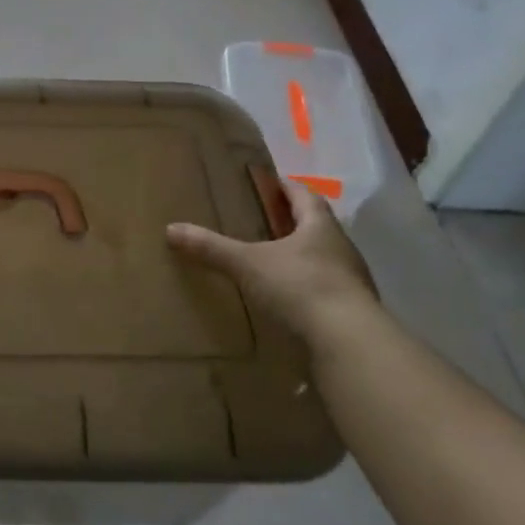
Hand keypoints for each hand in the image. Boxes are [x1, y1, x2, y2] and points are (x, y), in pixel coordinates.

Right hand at [167, 181, 377, 343]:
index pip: (305, 196)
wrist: (349, 342)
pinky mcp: (352, 312)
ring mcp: (352, 282)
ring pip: (324, 260)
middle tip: (265, 222)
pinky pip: (326, 291)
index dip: (287, 187)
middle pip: (317, 227)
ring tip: (273, 262)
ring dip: (302, 258)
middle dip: (293, 223)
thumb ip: (211, 247)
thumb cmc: (300, 287)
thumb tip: (171, 229)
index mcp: (320, 227)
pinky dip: (307, 289)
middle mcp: (342, 249)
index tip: (271, 182)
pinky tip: (289, 300)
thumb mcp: (247, 264)